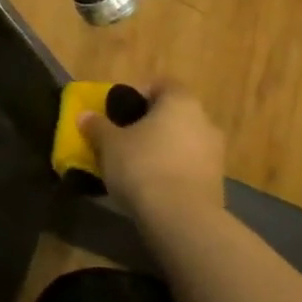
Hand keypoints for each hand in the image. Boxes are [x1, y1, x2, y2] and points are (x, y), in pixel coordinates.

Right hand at [78, 81, 225, 224]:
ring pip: (182, 142)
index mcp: (180, 103)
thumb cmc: (142, 165)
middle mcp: (204, 122)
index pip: (163, 85)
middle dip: (150, 124)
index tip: (119, 110)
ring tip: (134, 164)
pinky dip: (171, 170)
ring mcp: (215, 154)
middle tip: (123, 137)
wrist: (180, 217)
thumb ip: (97, 126)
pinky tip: (150, 184)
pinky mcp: (216, 183)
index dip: (140, 93)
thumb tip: (85, 115)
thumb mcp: (108, 143)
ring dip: (161, 148)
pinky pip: (188, 166)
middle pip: (174, 115)